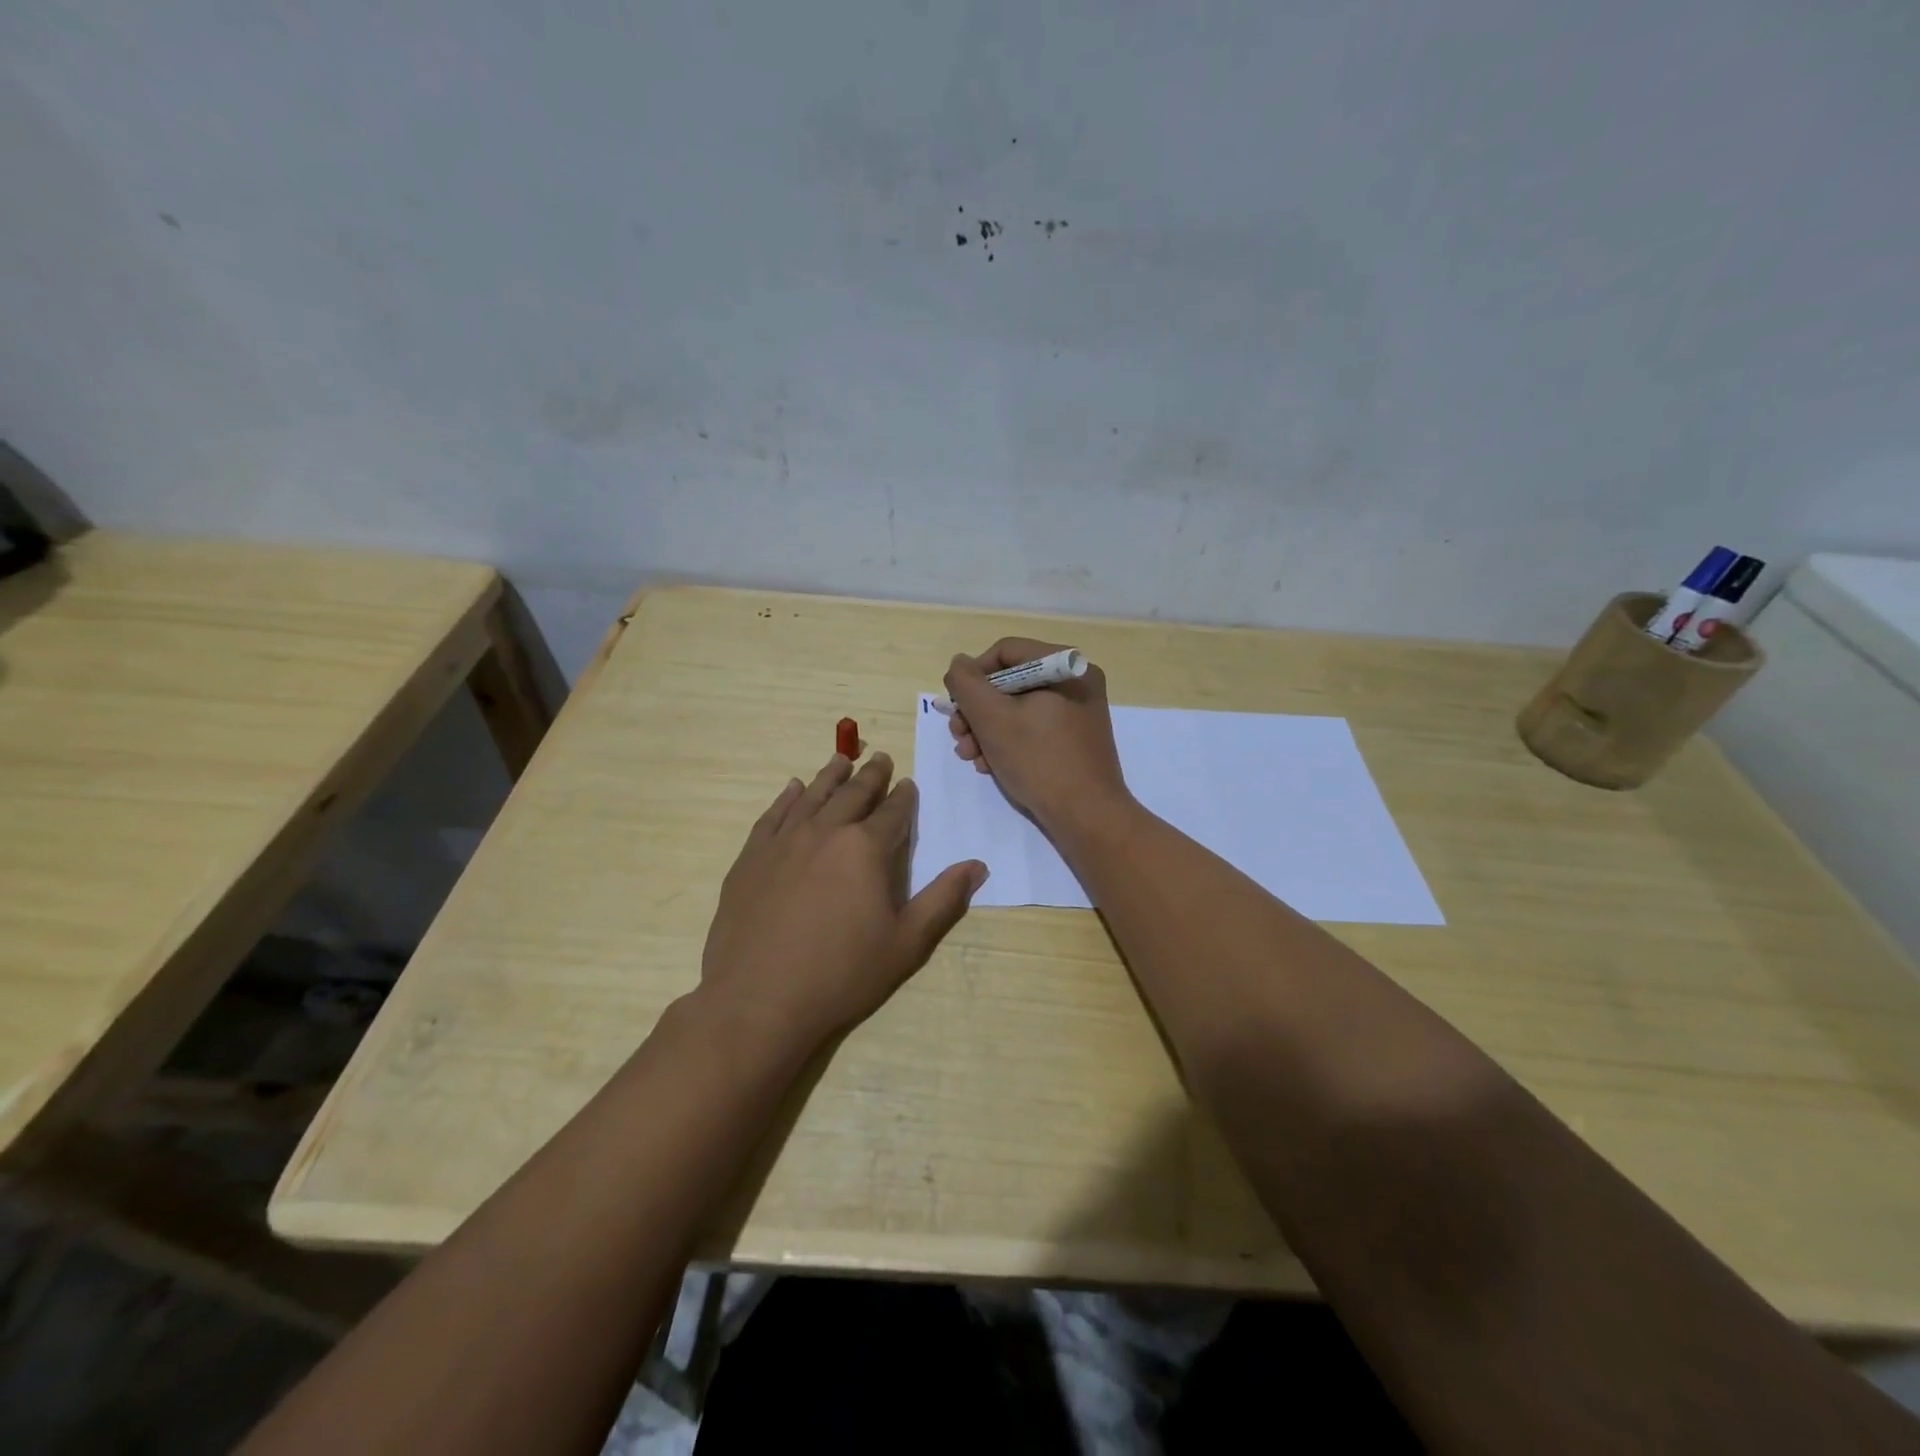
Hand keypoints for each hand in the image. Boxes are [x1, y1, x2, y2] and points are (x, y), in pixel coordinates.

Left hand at [697, 751, 986, 1054]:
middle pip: (853, 794)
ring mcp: (783, 842)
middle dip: (871, 776)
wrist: (759, 1000)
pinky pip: (772, 815)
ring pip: (811, 796)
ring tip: (841, 759)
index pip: (893, 812)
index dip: (904, 797)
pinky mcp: (751, 857)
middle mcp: (825, 832)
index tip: (909, 784)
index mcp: (865, 849)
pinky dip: (786, 797)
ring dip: (830, 776)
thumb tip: (977, 865)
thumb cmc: (841, 975)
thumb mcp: (906, 943)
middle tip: (881, 759)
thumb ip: (943, 899)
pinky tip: (792, 788)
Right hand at [943, 637, 1131, 833]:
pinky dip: (1008, 742)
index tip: (956, 705)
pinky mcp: (1075, 739)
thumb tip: (959, 664)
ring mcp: (1078, 712)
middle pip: (1010, 682)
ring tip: (970, 757)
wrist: (1087, 816)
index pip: (1006, 652)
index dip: (973, 675)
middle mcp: (1076, 682)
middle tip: (958, 736)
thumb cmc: (1039, 760)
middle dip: (977, 710)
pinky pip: (1034, 727)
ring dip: (987, 730)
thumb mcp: (992, 718)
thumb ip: (967, 684)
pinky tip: (991, 765)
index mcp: (1065, 666)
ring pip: (1019, 708)